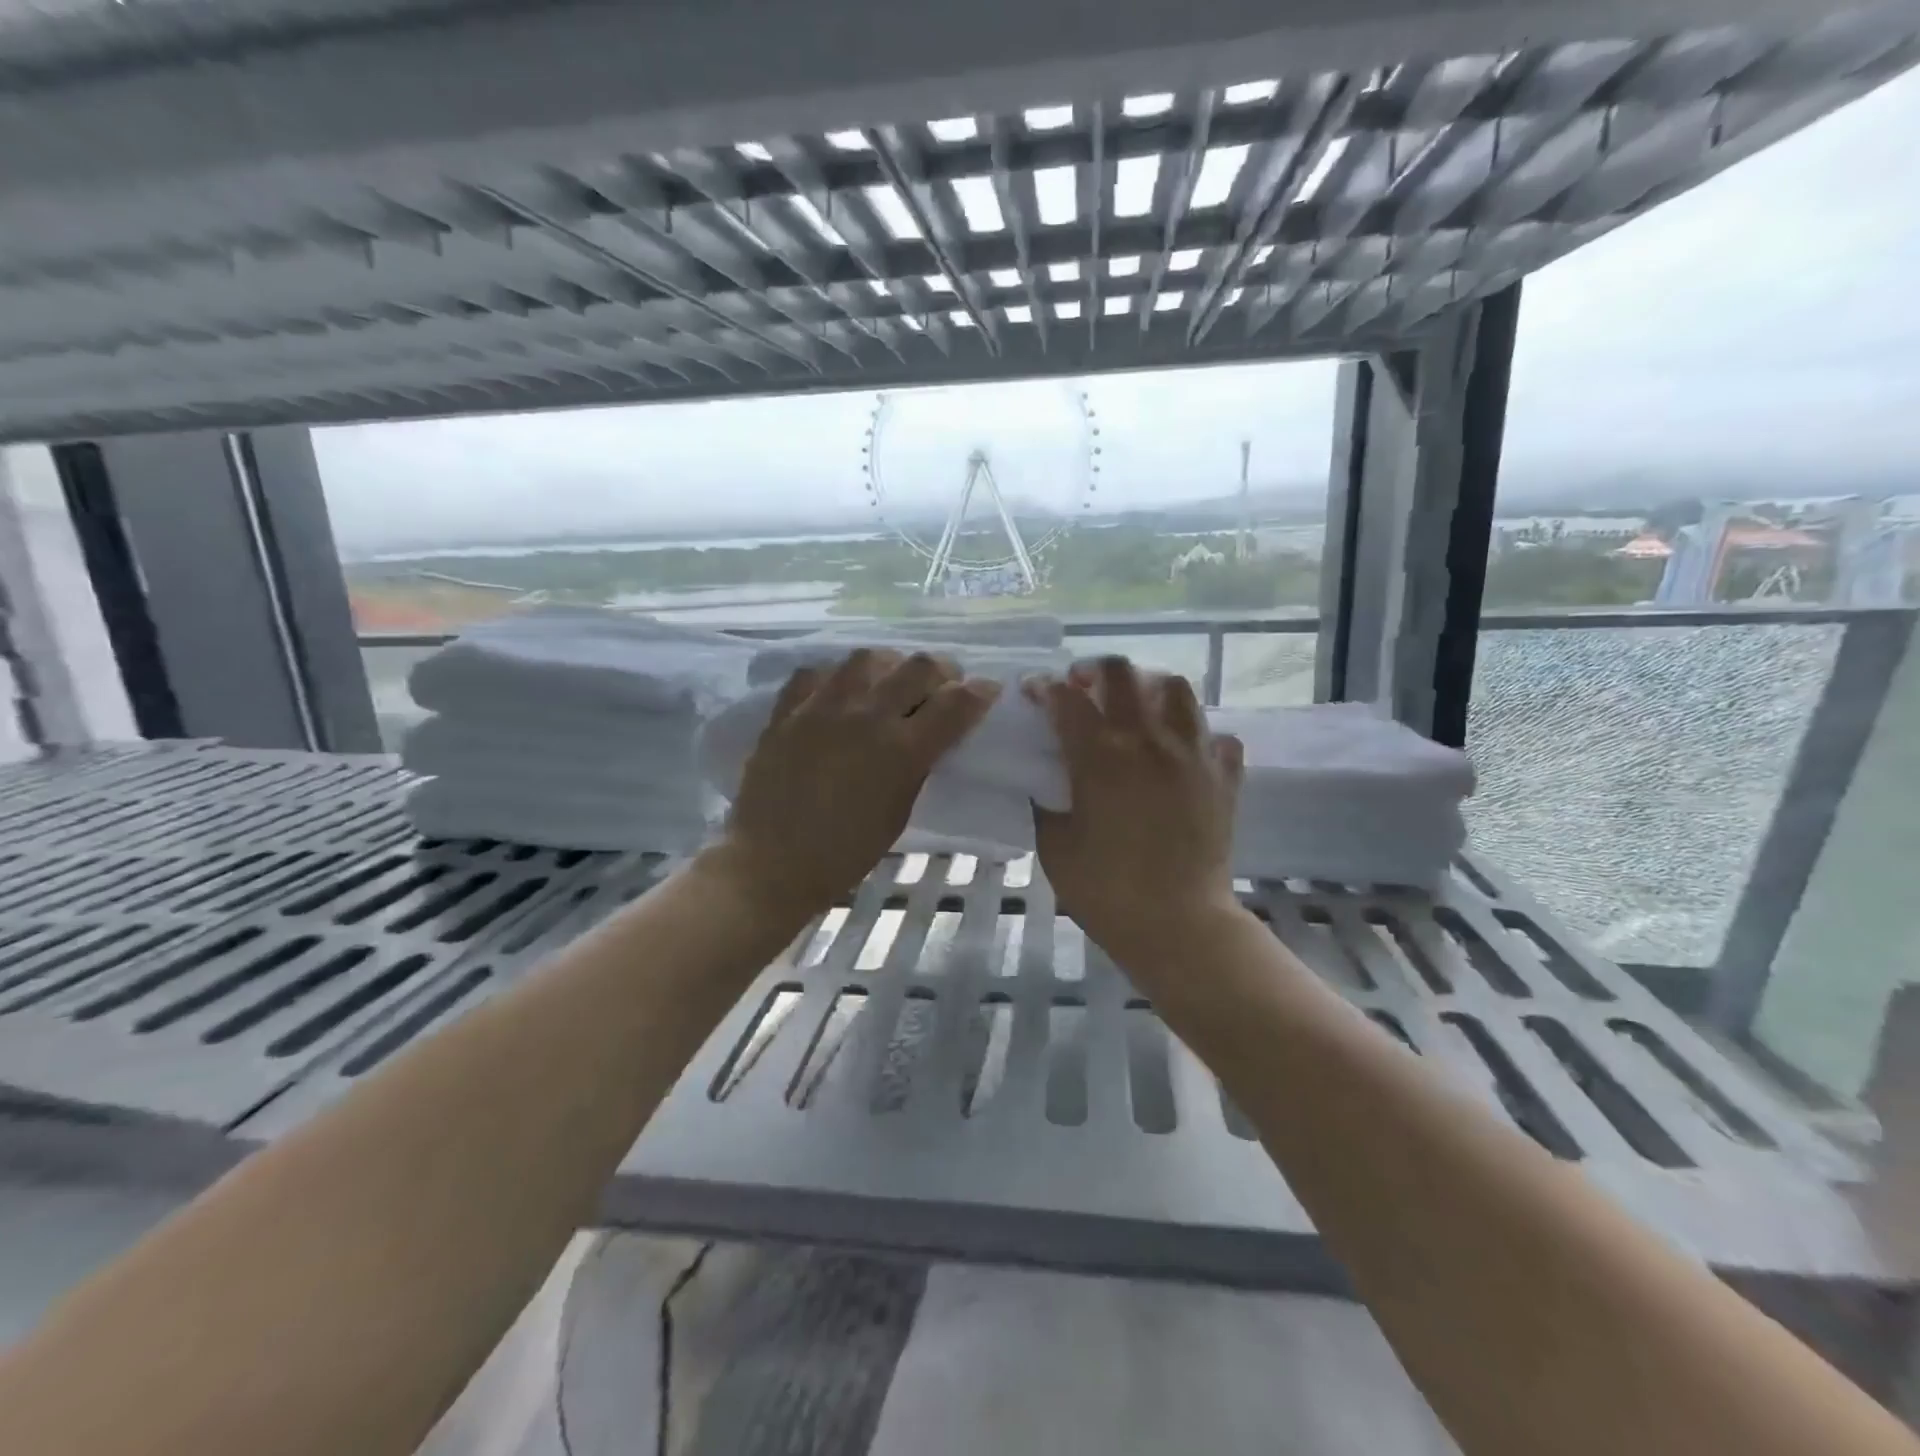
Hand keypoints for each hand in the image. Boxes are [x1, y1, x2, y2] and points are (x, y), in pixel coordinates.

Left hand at [712, 649, 1000, 916]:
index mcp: (902, 751)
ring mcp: (822, 708)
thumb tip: (928, 736)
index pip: (955, 704)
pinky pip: (817, 672)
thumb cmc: (845, 852)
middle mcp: (866, 717)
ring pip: (868, 657)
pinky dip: (838, 677)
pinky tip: (840, 693)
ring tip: (889, 682)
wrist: (772, 862)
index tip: (986, 691)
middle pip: (918, 667)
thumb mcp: (899, 813)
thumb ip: (917, 766)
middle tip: (943, 685)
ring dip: (891, 665)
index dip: (979, 693)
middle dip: (943, 671)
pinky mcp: (787, 711)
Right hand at [1025, 657, 1245, 973]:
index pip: (1065, 698)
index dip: (1043, 687)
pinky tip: (1181, 753)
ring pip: (1175, 688)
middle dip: (1093, 670)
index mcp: (1099, 756)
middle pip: (1122, 673)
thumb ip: (1045, 802)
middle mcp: (1147, 740)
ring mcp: (1192, 753)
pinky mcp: (1224, 775)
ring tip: (1135, 708)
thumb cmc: (1105, 890)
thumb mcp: (1054, 846)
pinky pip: (1216, 735)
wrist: (1178, 924)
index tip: (1033, 691)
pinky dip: (1197, 735)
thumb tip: (1045, 779)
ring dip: (1148, 687)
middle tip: (1082, 688)